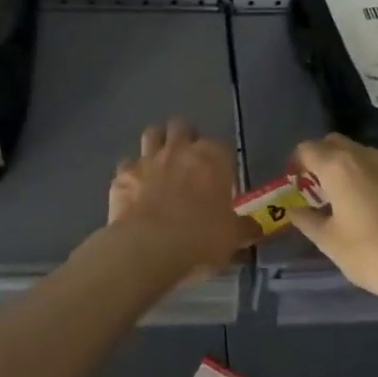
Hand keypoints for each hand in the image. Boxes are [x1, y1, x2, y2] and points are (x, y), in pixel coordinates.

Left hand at [107, 119, 257, 283]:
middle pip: (182, 127)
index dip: (220, 161)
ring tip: (160, 163)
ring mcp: (147, 160)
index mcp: (212, 158)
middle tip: (188, 162)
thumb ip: (243, 228)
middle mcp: (179, 150)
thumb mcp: (232, 238)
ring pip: (152, 133)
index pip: (221, 146)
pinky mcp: (122, 176)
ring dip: (157, 144)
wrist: (148, 249)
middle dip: (185, 138)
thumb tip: (255, 228)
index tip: (220, 179)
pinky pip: (127, 164)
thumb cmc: (201, 239)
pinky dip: (132, 173)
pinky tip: (135, 189)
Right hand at [287, 134, 377, 314]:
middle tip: (318, 190)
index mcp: (338, 166)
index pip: (307, 148)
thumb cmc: (374, 254)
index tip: (294, 186)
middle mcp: (367, 156)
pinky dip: (375, 181)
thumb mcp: (331, 244)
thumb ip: (308, 222)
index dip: (296, 164)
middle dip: (322, 160)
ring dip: (350, 169)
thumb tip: (295, 211)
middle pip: (335, 144)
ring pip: (363, 155)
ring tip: (349, 201)